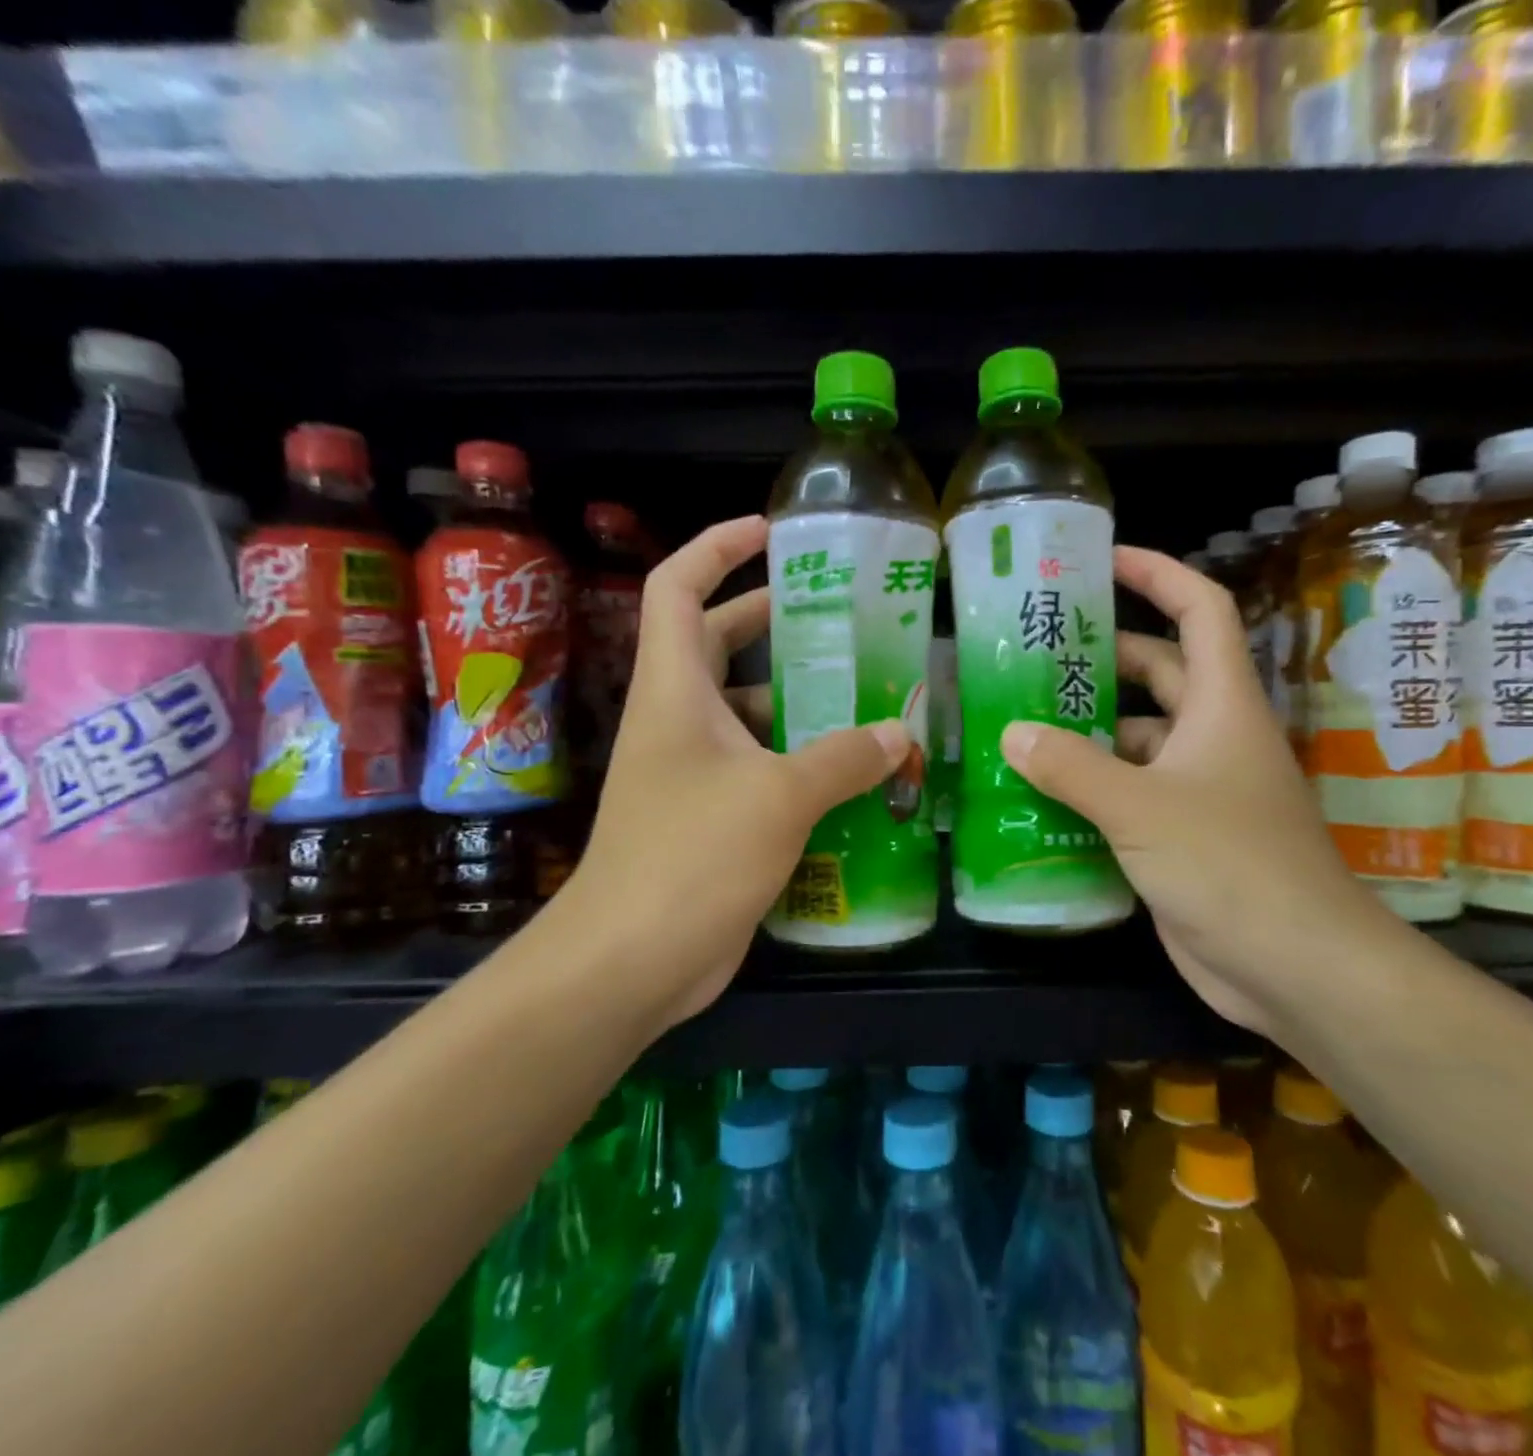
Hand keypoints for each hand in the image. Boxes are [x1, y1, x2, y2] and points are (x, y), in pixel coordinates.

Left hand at [565, 516, 909, 1032]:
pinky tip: (854, 773)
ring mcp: (693, 772)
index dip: (715, 547)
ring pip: (748, 713)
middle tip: (839, 614)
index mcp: (674, 690)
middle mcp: (679, 721)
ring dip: (798, 700)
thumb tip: (900, 732)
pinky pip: (762, 768)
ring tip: (866, 693)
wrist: (632, 960)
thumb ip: (845, 757)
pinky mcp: (712, 817)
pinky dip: (802, 761)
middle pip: (718, 644)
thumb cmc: (693, 856)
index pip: (678, 589)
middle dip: (771, 619)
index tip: (769, 532)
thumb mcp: (780, 796)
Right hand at [998, 547, 1395, 1035]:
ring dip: (1090, 729)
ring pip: (1139, 738)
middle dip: (1105, 656)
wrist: (1294, 965)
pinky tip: (1042, 792)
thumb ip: (1072, 767)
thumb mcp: (1141, 807)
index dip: (1158, 574)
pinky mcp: (1182, 834)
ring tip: (1022, 722)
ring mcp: (1199, 788)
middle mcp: (1213, 737)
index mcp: (1222, 706)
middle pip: (1160, 673)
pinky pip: (1130, 791)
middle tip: (1036, 651)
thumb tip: (1012, 731)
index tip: (1104, 560)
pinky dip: (1093, 786)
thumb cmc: (1229, 865)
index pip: (1199, 611)